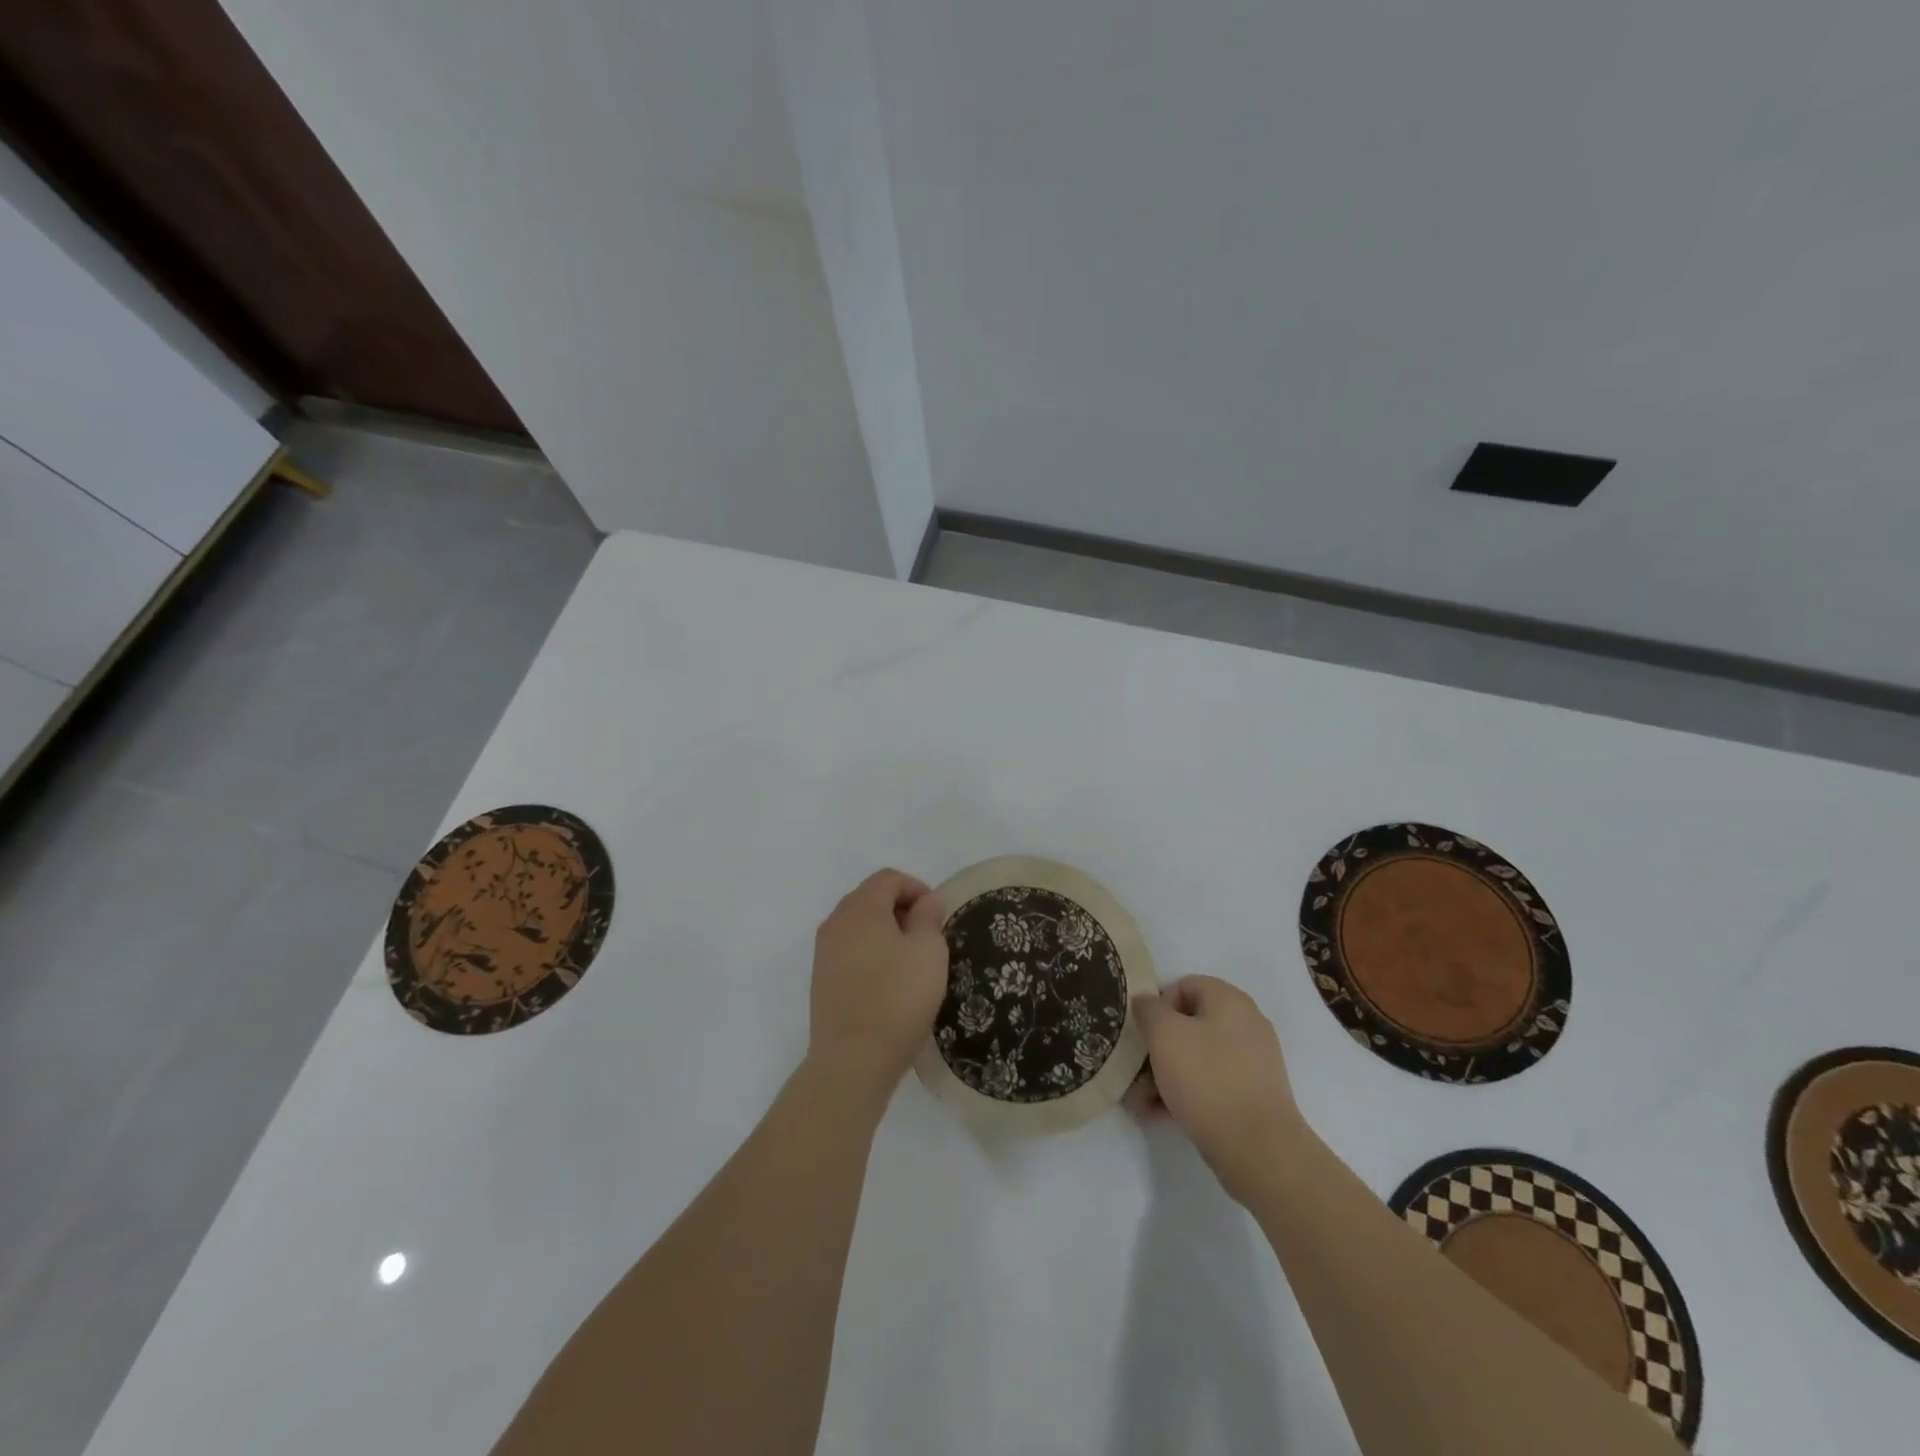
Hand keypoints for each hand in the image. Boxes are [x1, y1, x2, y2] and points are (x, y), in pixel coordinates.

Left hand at [805, 869, 948, 1112]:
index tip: (937, 915)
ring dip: (885, 932)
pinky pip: (850, 950)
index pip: (888, 878)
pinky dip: (871, 953)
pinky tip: (889, 981)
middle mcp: (836, 922)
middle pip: (870, 898)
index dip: (917, 888)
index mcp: (861, 908)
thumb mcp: (928, 951)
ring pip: (859, 925)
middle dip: (901, 908)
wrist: (852, 1060)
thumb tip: (925, 901)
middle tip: (927, 935)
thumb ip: (928, 917)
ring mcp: (824, 952)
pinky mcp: (821, 980)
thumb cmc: (897, 998)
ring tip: (911, 960)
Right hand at [1132, 976, 1307, 1204]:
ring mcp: (1253, 1061)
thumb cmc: (1207, 1079)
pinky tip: (1161, 1114)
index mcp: (1230, 1000)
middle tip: (1136, 1072)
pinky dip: (1187, 1092)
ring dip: (1166, 1074)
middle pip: (1188, 1024)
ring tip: (1143, 1101)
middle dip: (1158, 1047)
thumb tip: (1146, 1002)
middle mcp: (1246, 1023)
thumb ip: (1148, 1009)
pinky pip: (1212, 1082)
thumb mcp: (1164, 1034)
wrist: (1259, 1149)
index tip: (1143, 1034)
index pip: (1184, 985)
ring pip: (1197, 1056)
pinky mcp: (1254, 1094)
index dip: (1158, 1006)